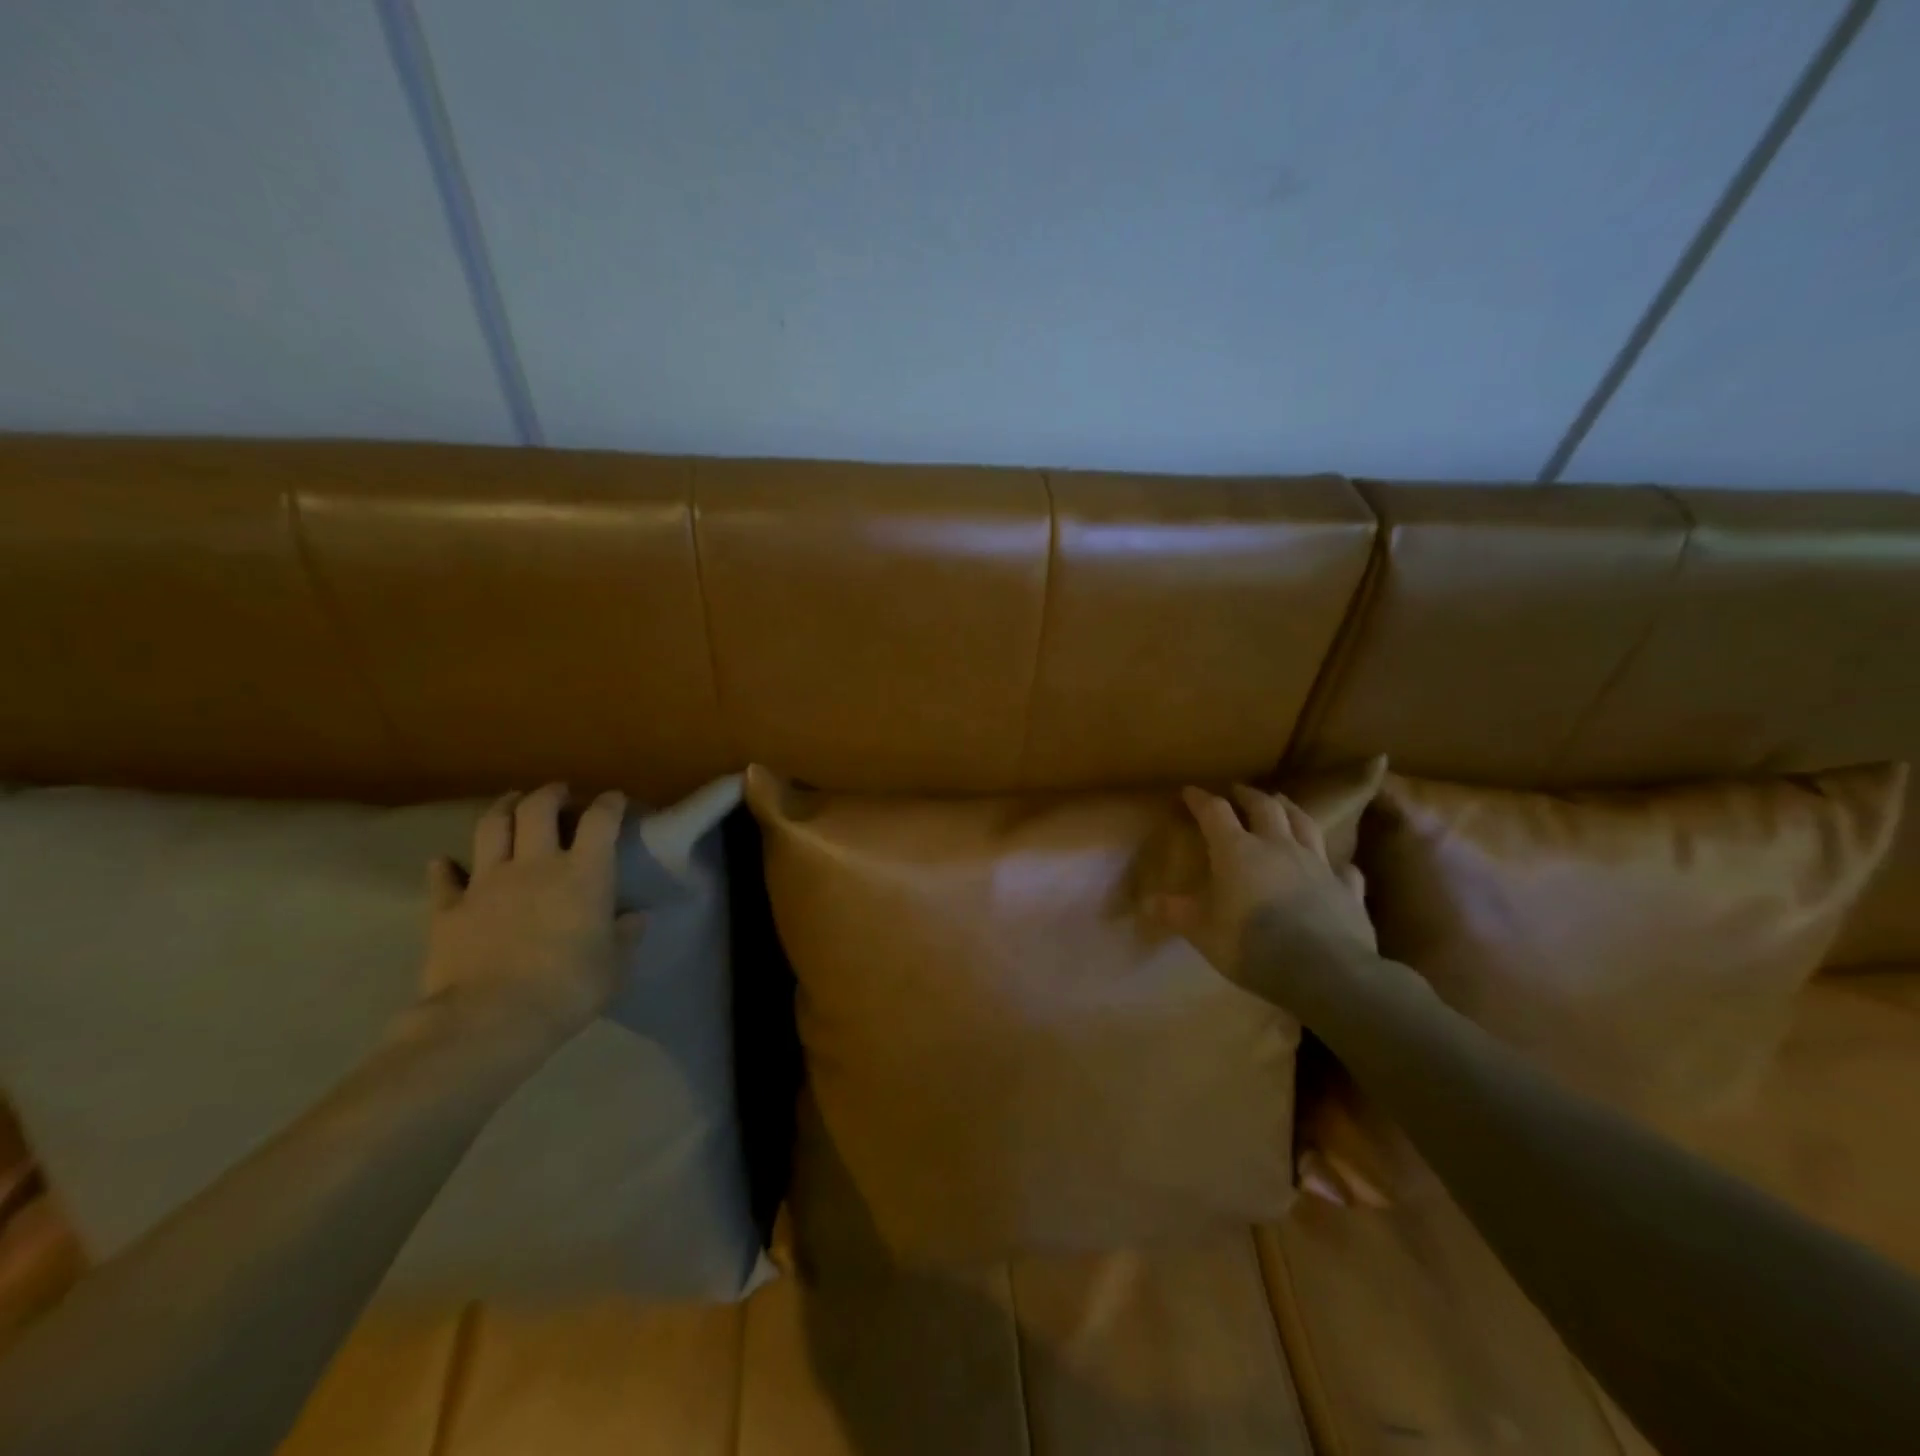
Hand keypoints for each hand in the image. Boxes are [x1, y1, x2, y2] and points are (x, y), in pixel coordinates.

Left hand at [421, 784, 642, 1047]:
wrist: (491, 1019)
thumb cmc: (568, 988)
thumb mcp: (614, 966)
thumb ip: (625, 936)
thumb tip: (634, 918)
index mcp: (584, 873)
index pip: (600, 821)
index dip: (608, 804)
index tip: (613, 799)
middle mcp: (536, 865)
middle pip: (539, 809)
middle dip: (551, 794)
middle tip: (559, 792)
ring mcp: (487, 882)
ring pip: (492, 827)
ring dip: (503, 808)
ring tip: (511, 802)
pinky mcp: (448, 908)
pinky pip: (444, 878)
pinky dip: (446, 867)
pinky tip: (445, 863)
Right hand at [1148, 785, 1375, 999]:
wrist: (1323, 971)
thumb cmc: (1250, 945)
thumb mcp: (1202, 932)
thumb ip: (1177, 913)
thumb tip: (1147, 903)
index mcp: (1237, 851)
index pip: (1215, 812)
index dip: (1201, 800)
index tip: (1190, 792)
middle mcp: (1278, 847)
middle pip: (1264, 807)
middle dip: (1248, 795)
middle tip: (1239, 791)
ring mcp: (1317, 864)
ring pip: (1305, 824)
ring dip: (1291, 811)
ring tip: (1283, 804)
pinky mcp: (1347, 888)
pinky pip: (1343, 869)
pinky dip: (1336, 864)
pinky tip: (1337, 867)